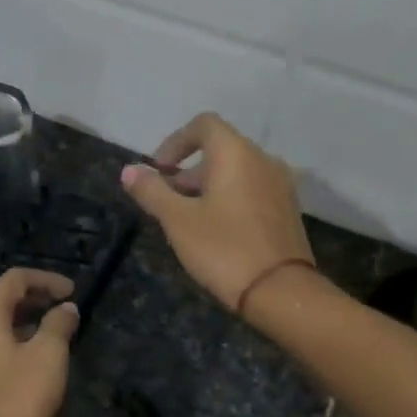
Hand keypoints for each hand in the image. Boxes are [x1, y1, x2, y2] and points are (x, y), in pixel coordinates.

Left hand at [0, 268, 79, 416]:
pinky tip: (38, 365)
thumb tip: (66, 309)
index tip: (73, 291)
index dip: (45, 280)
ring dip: (27, 325)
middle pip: (2, 303)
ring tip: (56, 334)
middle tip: (65, 308)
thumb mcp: (48, 355)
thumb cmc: (20, 398)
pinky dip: (17, 347)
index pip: (13, 280)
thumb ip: (58, 325)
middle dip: (35, 300)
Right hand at [121, 113, 313, 316]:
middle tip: (165, 201)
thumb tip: (129, 170)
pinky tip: (214, 231)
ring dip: (206, 187)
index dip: (175, 142)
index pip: (204, 125)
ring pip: (236, 173)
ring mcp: (280, 186)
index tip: (157, 171)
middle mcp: (263, 160)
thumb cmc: (224, 249)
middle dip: (187, 171)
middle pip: (219, 150)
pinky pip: (251, 191)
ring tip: (186, 219)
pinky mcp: (287, 210)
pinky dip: (228, 199)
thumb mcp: (178, 221)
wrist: (281, 292)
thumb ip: (152, 192)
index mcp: (236, 154)